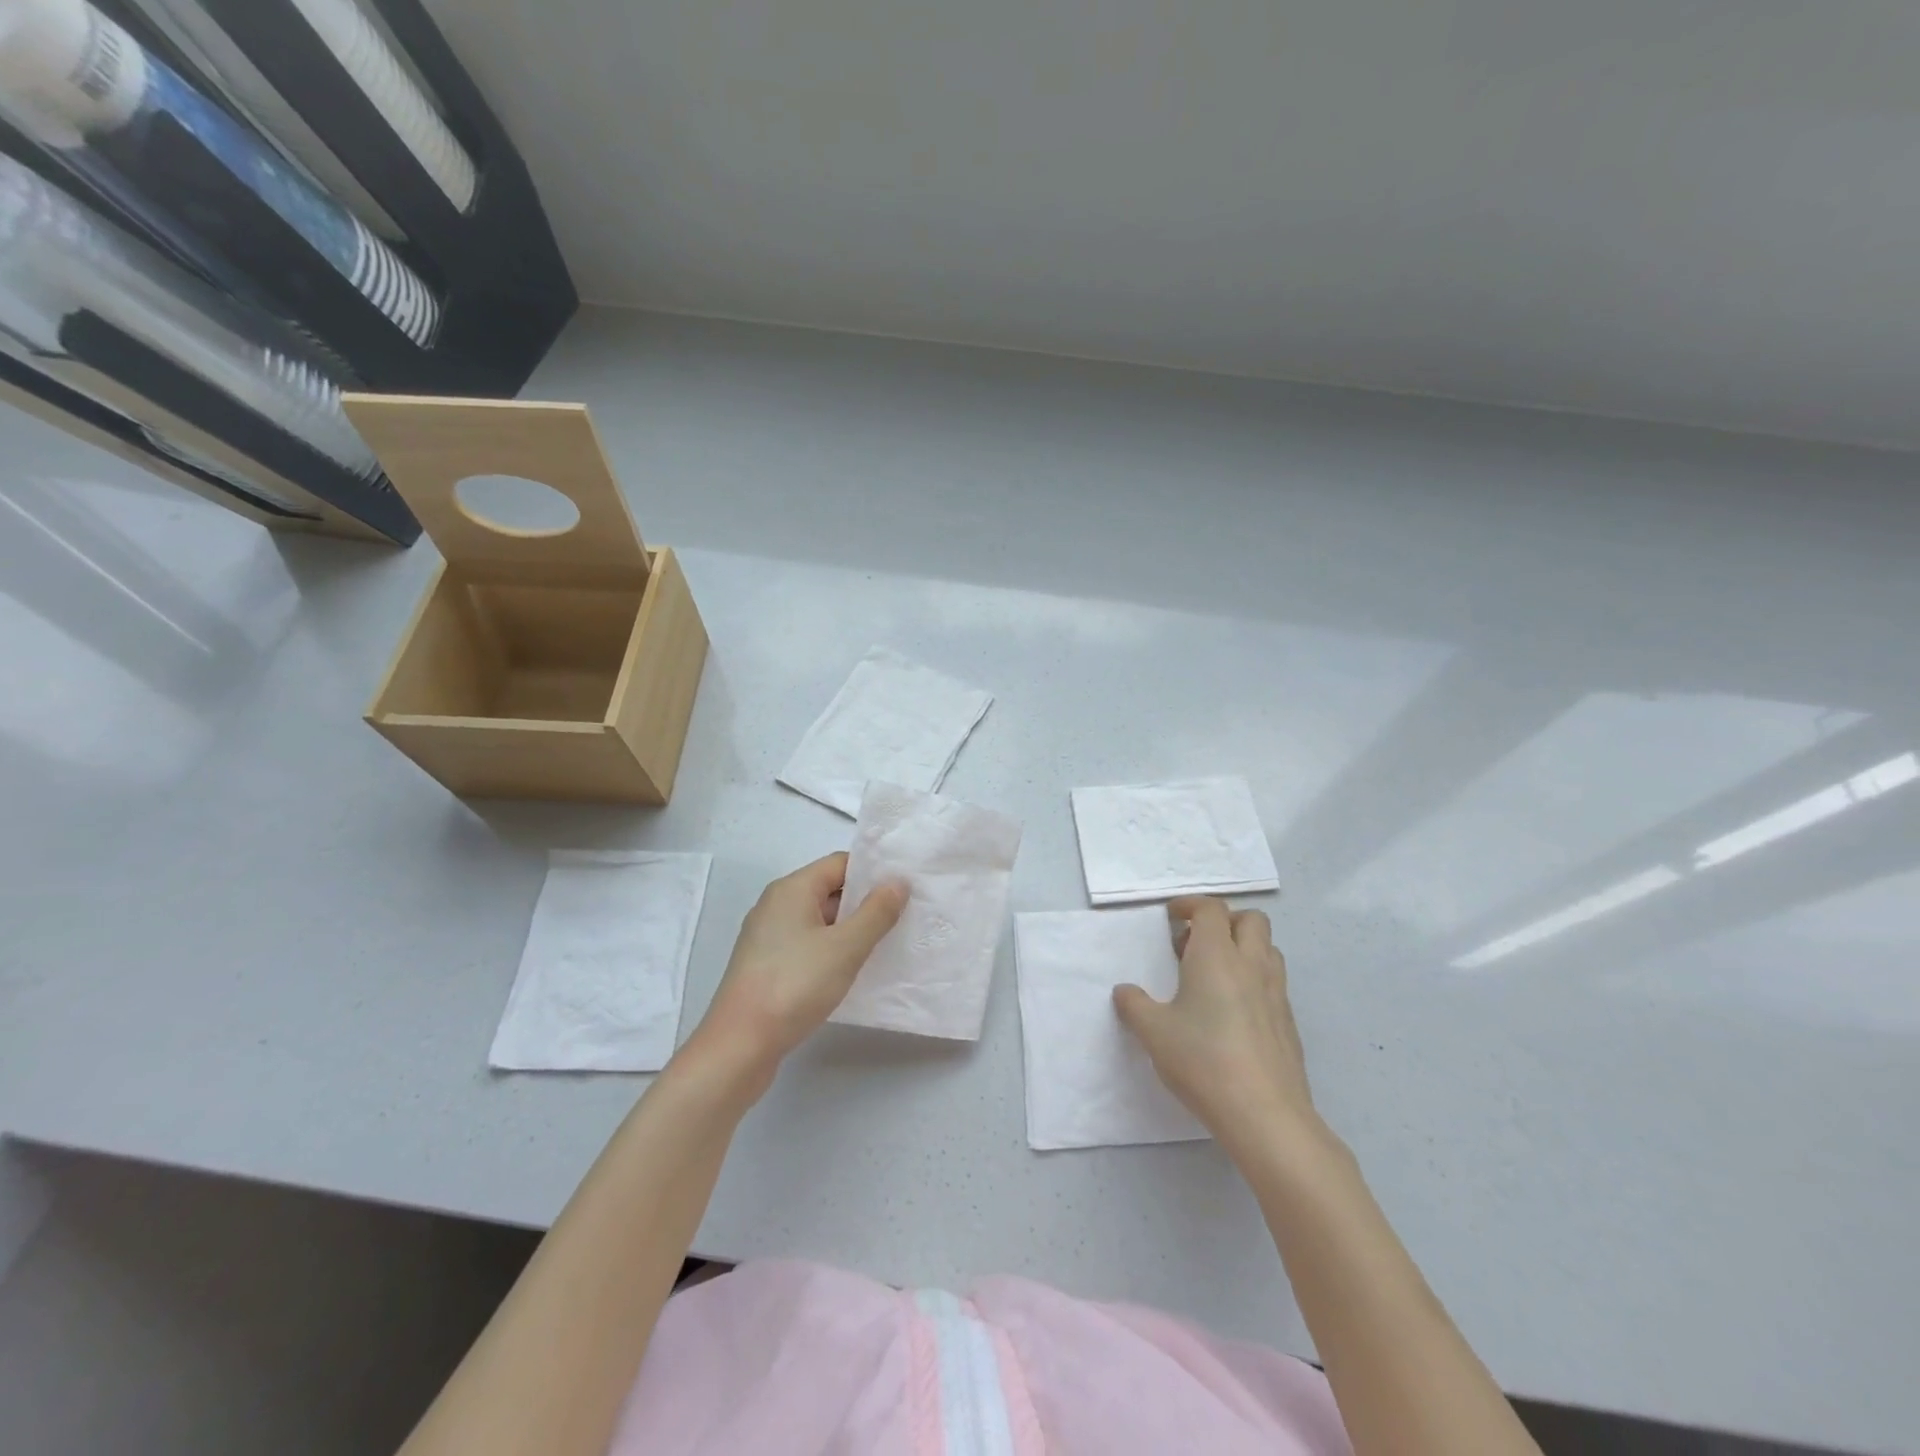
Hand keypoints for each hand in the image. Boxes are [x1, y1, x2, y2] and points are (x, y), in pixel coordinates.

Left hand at [684, 853, 907, 1095]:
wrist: (739, 1045)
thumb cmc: (794, 985)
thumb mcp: (845, 947)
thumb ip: (876, 912)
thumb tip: (897, 881)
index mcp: (792, 889)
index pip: (840, 863)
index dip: (873, 872)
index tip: (905, 888)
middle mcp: (776, 905)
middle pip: (829, 889)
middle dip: (865, 902)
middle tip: (904, 917)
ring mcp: (768, 936)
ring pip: (819, 920)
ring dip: (850, 929)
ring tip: (885, 944)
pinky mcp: (766, 965)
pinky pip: (807, 944)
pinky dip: (831, 950)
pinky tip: (851, 971)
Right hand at [1114, 898, 1323, 1156]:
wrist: (1265, 1114)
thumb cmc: (1203, 1060)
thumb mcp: (1154, 1032)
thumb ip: (1134, 1006)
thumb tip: (1125, 992)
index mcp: (1216, 956)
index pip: (1210, 909)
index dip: (1190, 905)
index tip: (1172, 916)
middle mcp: (1251, 964)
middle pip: (1250, 920)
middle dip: (1224, 921)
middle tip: (1195, 944)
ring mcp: (1276, 993)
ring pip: (1267, 949)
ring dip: (1243, 948)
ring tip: (1215, 974)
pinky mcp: (1289, 1022)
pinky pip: (1274, 982)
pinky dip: (1254, 979)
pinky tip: (1233, 1012)